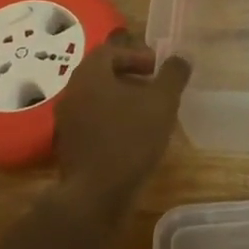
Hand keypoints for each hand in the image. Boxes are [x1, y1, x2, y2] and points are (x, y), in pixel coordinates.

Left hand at [53, 30, 189, 208]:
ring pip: (97, 100)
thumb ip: (173, 75)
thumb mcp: (162, 102)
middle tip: (155, 88)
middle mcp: (72, 93)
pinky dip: (112, 123)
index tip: (157, 69)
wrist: (94, 198)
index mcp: (89, 75)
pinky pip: (92, 123)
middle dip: (131, 78)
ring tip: (148, 115)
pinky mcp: (69, 148)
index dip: (136, 55)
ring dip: (122, 101)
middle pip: (102, 75)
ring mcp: (66, 123)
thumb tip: (181, 57)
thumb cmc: (129, 140)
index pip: (110, 51)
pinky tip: (134, 139)